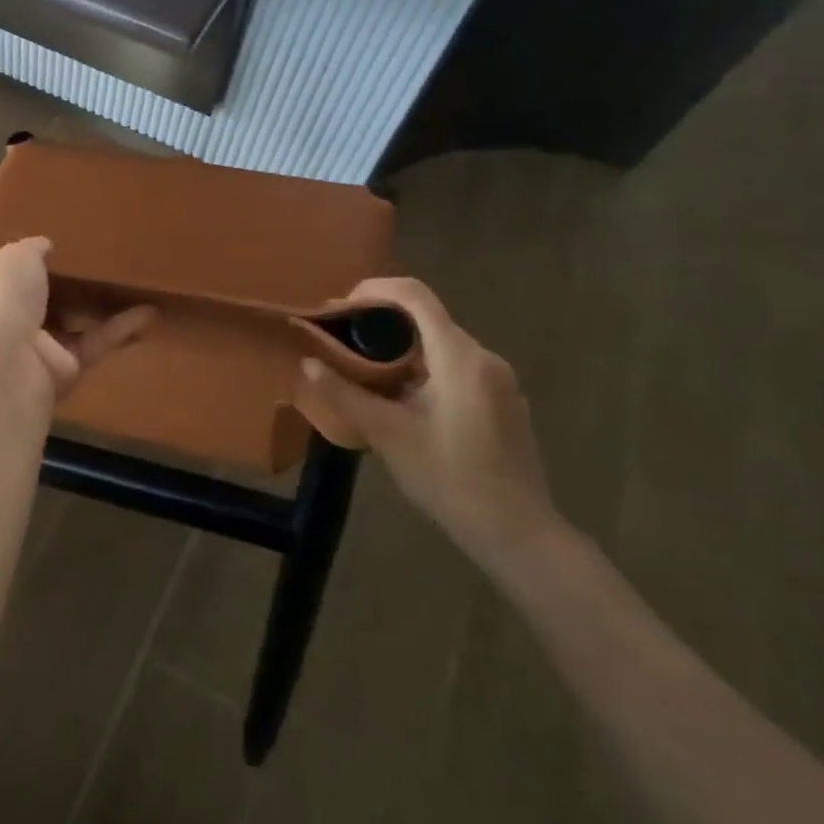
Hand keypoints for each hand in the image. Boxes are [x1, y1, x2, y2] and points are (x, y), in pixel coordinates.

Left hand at [0, 238, 154, 401]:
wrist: (8, 367)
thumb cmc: (2, 303)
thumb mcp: (15, 258)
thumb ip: (31, 249)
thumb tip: (44, 246)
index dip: (2, 274)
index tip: (23, 261)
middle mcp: (4, 325)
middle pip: (32, 306)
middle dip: (55, 291)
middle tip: (89, 268)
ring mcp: (35, 351)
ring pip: (71, 325)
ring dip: (97, 308)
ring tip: (129, 285)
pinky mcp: (66, 370)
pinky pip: (95, 343)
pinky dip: (120, 328)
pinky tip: (150, 312)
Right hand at [298, 278, 561, 573]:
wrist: (517, 533)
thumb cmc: (450, 478)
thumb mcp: (387, 435)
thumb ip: (344, 394)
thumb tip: (306, 363)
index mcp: (459, 357)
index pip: (415, 295)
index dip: (374, 290)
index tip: (340, 308)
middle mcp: (483, 358)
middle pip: (426, 318)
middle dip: (379, 322)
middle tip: (342, 343)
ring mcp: (497, 380)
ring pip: (439, 344)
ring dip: (399, 348)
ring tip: (364, 373)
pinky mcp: (502, 401)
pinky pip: (454, 367)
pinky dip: (421, 367)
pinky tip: (401, 400)